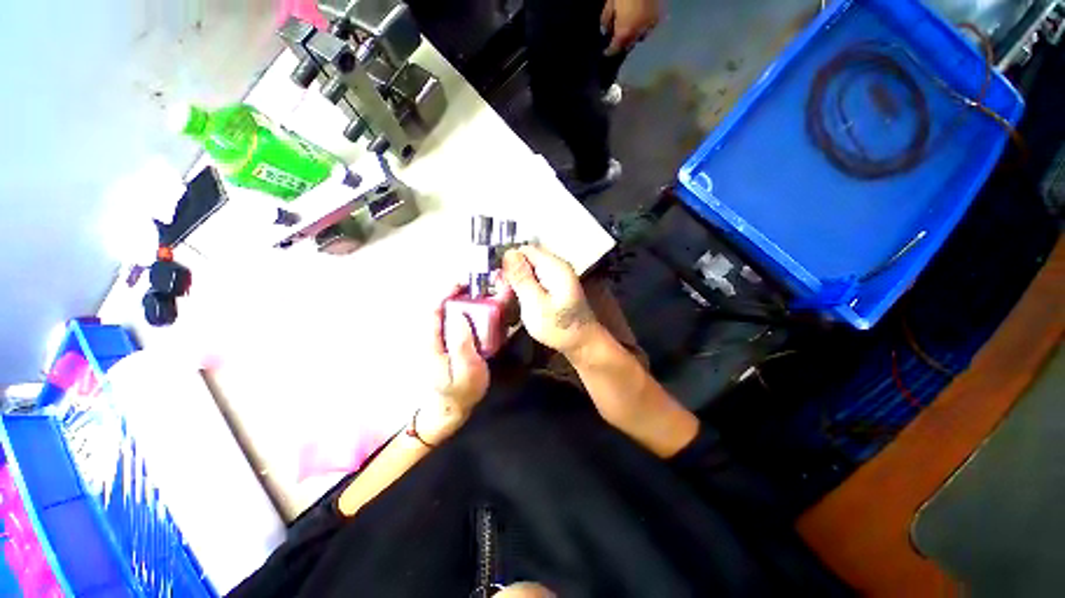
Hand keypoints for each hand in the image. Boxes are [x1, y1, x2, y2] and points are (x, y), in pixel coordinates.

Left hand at [420, 287, 489, 442]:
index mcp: (433, 342)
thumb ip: (462, 344)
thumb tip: (461, 316)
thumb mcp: (466, 370)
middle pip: (443, 307)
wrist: (455, 405)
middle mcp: (436, 336)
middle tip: (480, 286)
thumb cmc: (462, 390)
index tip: (463, 283)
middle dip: (459, 292)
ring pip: (451, 312)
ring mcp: (443, 339)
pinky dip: (470, 310)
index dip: (446, 293)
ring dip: (465, 299)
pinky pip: (459, 320)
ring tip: (485, 294)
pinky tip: (484, 310)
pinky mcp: (452, 341)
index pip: (433, 310)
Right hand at [502, 246, 598, 353]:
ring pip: (528, 269)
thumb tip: (508, 252)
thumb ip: (522, 278)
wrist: (582, 343)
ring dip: (517, 282)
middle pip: (526, 258)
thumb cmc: (559, 327)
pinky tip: (519, 300)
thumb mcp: (535, 304)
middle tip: (503, 294)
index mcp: (554, 266)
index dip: (508, 262)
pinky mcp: (555, 285)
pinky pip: (535, 279)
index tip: (500, 283)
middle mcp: (556, 266)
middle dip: (512, 273)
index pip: (524, 250)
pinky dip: (525, 287)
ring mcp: (556, 275)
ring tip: (509, 299)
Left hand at [601, 0, 661, 55]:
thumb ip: (606, 19)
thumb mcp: (610, 4)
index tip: (606, 51)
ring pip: (640, 37)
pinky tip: (639, 20)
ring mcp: (650, 25)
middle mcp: (638, 32)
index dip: (610, 50)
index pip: (615, 48)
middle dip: (623, 43)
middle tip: (618, 39)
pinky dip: (643, 26)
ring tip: (630, 29)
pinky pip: (649, 27)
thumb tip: (606, 30)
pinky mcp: (658, 17)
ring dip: (634, 35)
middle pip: (628, 44)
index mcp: (624, 31)